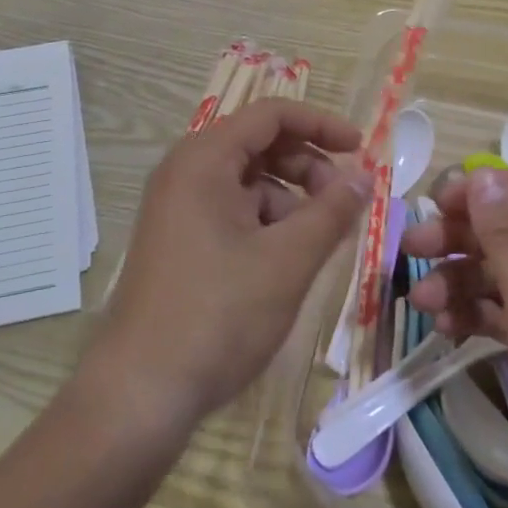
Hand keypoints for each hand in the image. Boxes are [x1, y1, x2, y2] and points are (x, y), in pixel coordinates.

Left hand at [84, 99, 368, 437]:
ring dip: (291, 199)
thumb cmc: (219, 315)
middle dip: (308, 166)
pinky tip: (288, 260)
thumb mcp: (287, 260)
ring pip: (248, 182)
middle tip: (342, 203)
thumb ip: (332, 211)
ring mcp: (178, 209)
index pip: (271, 114)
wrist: (142, 392)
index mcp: (204, 160)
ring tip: (319, 240)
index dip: (321, 125)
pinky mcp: (180, 242)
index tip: (361, 150)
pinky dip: (268, 224)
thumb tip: (364, 175)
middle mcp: (185, 174)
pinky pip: (233, 213)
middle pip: (259, 145)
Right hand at [402, 169, 507, 496]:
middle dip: (463, 239)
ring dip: (461, 281)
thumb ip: (507, 236)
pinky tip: (444, 327)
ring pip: (506, 271)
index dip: (487, 191)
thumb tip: (481, 177)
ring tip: (421, 302)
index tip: (436, 202)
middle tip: (413, 247)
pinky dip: (476, 312)